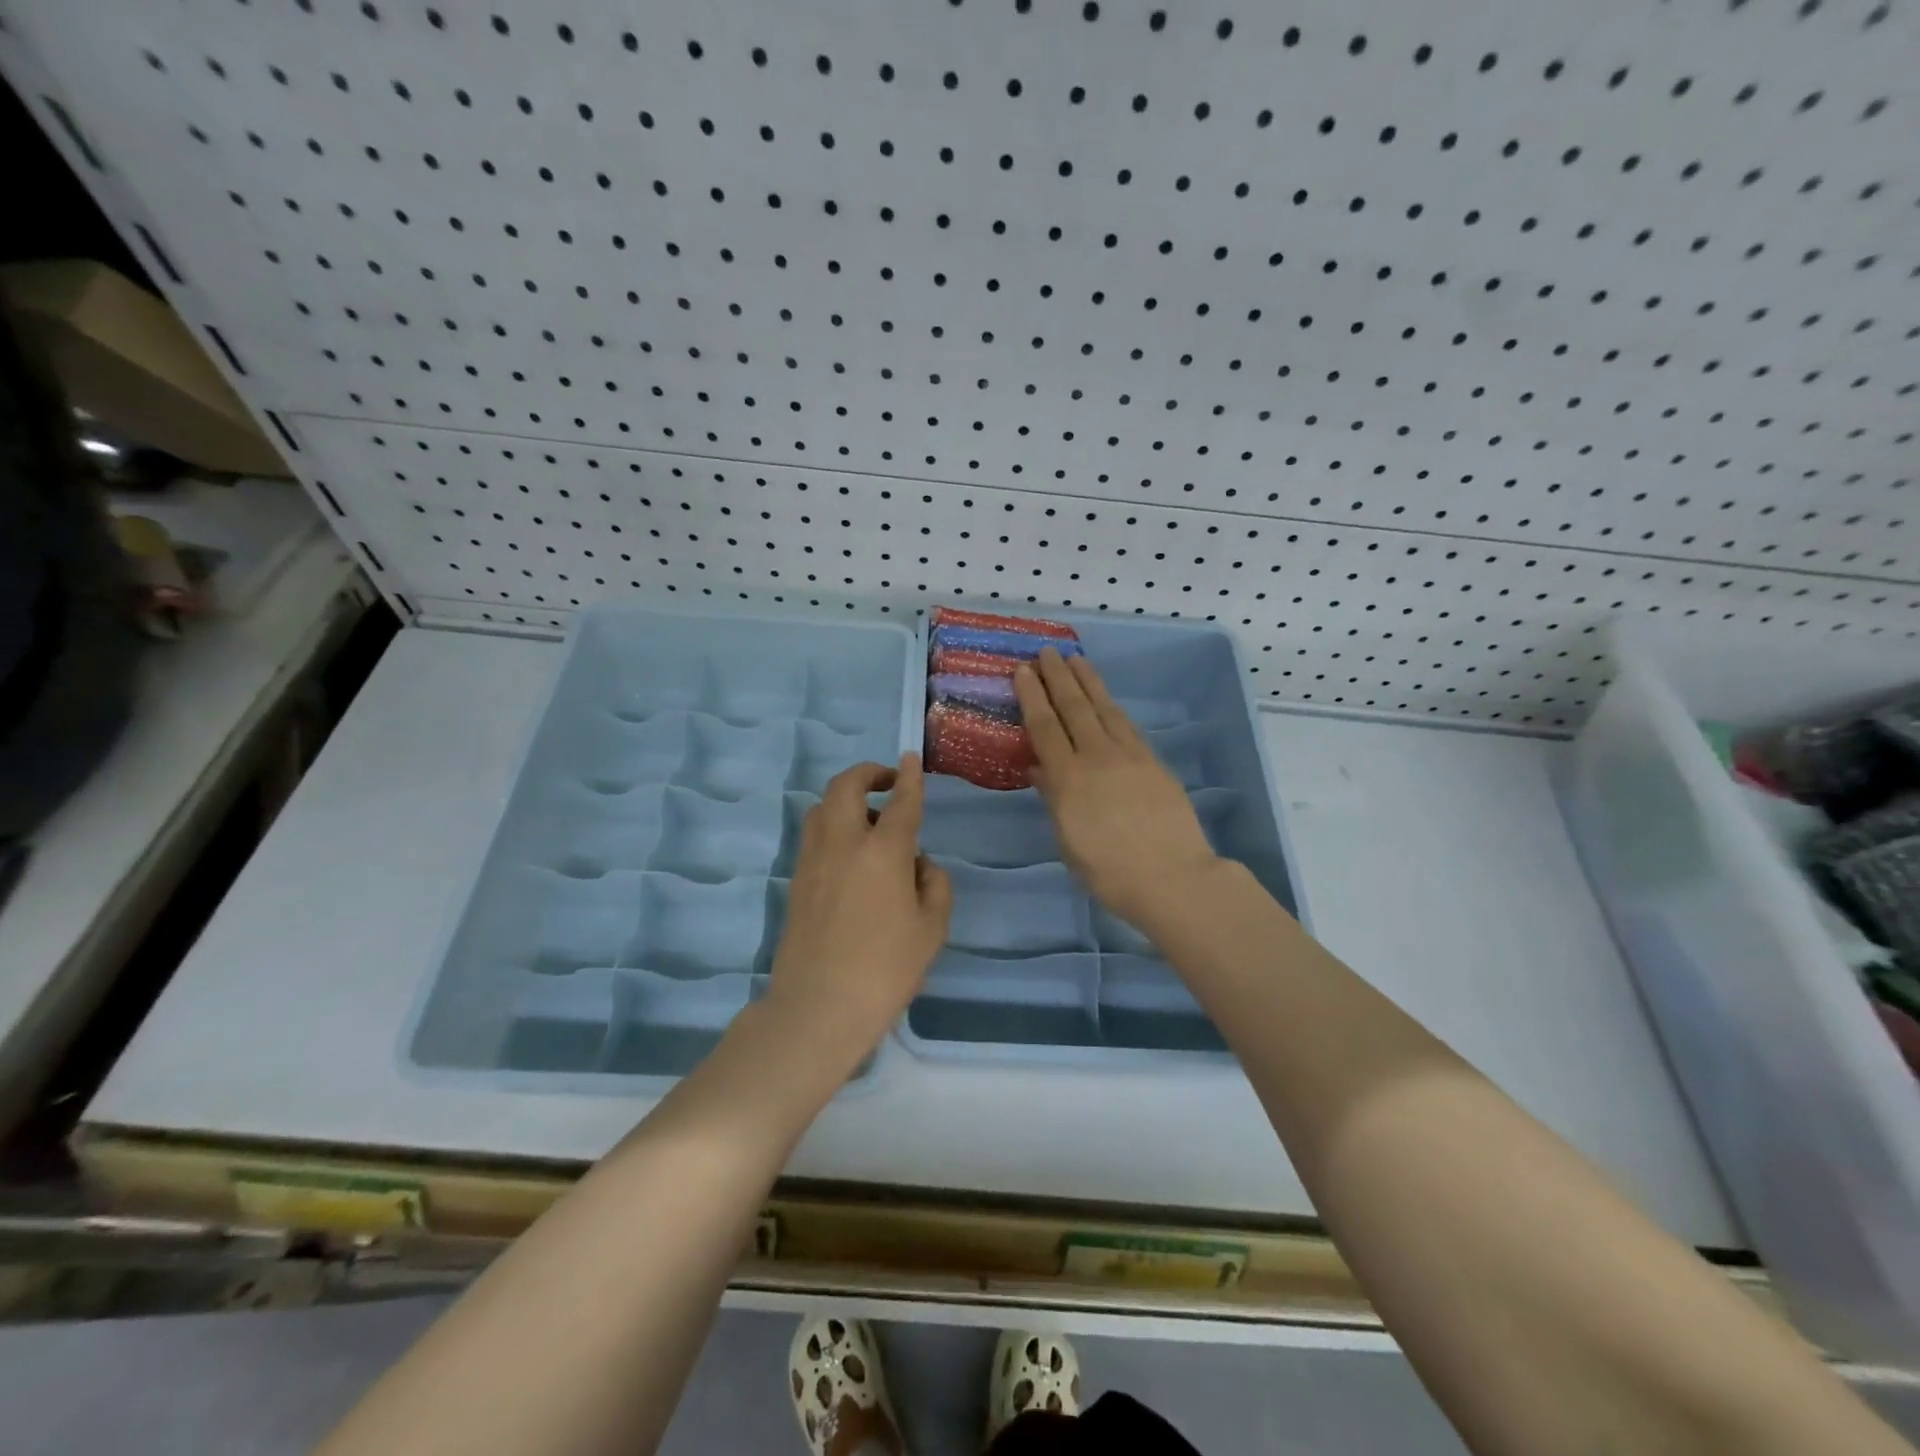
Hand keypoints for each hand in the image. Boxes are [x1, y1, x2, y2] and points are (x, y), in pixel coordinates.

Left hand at [763, 754, 952, 1065]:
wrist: (818, 1006)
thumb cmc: (885, 969)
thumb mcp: (932, 929)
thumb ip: (935, 885)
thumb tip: (920, 863)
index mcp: (883, 852)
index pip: (901, 801)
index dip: (908, 777)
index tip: (909, 758)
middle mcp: (843, 843)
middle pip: (847, 786)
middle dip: (868, 773)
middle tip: (887, 781)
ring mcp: (812, 859)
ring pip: (821, 806)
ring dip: (846, 798)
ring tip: (869, 820)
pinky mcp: (795, 879)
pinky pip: (813, 833)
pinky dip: (831, 824)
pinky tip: (849, 852)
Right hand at [1013, 649, 1221, 931]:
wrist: (1173, 877)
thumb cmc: (1110, 871)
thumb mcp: (1069, 841)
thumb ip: (1054, 799)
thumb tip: (1038, 768)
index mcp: (1068, 779)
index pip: (1044, 727)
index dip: (1032, 696)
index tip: (1023, 671)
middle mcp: (1097, 757)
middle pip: (1073, 708)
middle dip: (1057, 677)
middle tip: (1046, 652)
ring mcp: (1129, 756)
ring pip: (1103, 708)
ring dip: (1087, 682)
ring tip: (1076, 659)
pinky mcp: (1153, 761)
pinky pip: (1126, 725)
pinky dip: (1112, 706)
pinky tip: (1107, 700)